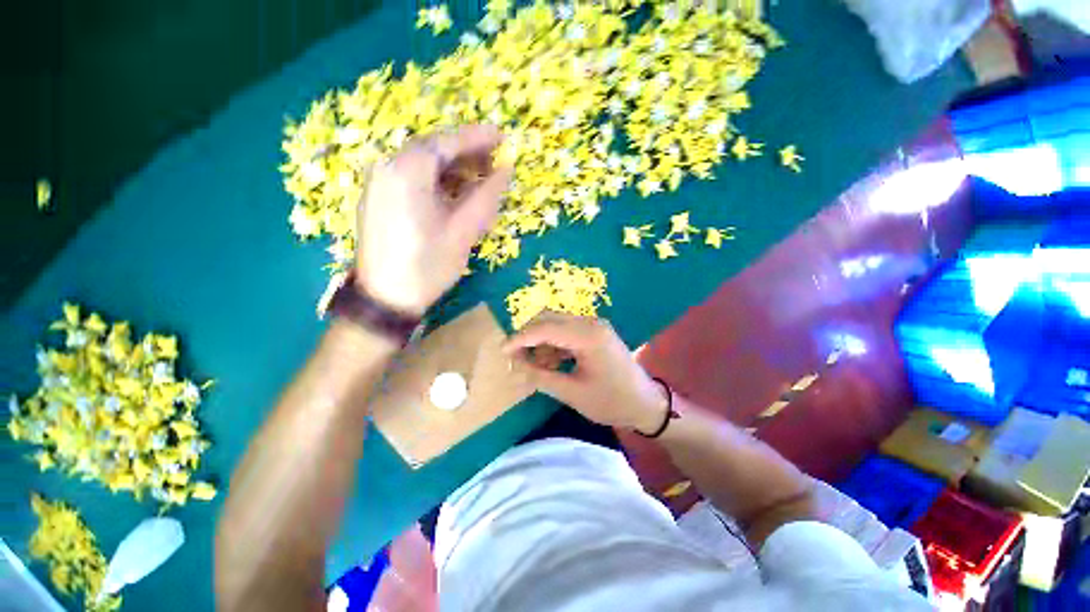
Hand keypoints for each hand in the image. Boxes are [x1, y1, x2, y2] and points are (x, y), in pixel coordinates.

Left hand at [356, 125, 511, 314]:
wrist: (385, 298)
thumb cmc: (427, 266)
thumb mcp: (463, 231)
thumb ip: (485, 196)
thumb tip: (506, 170)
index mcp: (407, 171)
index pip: (447, 142)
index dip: (478, 137)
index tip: (502, 136)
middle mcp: (388, 167)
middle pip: (433, 149)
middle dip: (466, 153)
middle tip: (495, 160)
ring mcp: (379, 182)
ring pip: (422, 164)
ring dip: (452, 167)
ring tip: (480, 177)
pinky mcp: (379, 197)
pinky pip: (412, 177)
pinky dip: (436, 179)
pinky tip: (454, 191)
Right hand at [503, 312, 668, 433]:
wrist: (646, 404)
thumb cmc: (612, 401)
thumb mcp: (573, 393)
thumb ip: (541, 377)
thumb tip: (515, 365)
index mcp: (588, 335)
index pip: (545, 328)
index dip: (520, 338)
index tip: (502, 351)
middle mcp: (590, 323)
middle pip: (549, 319)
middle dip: (529, 336)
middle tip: (516, 358)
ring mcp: (594, 326)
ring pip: (556, 324)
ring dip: (540, 342)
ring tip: (534, 367)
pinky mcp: (595, 332)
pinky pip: (566, 332)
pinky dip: (553, 345)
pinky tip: (549, 364)